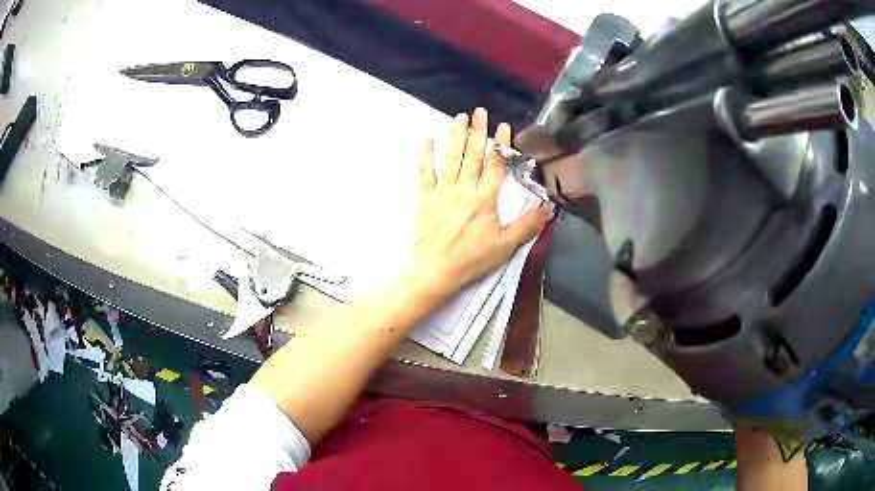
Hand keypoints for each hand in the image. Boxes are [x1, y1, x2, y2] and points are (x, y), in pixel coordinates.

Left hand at [412, 108, 551, 294]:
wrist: (436, 271)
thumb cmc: (472, 259)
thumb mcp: (505, 246)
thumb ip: (527, 225)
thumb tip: (550, 209)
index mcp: (485, 199)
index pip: (495, 165)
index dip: (500, 144)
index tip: (503, 126)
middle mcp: (464, 189)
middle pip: (473, 155)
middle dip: (477, 131)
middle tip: (479, 111)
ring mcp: (443, 191)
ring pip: (451, 158)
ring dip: (456, 136)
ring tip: (460, 117)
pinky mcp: (425, 197)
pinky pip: (424, 171)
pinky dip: (425, 154)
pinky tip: (426, 137)